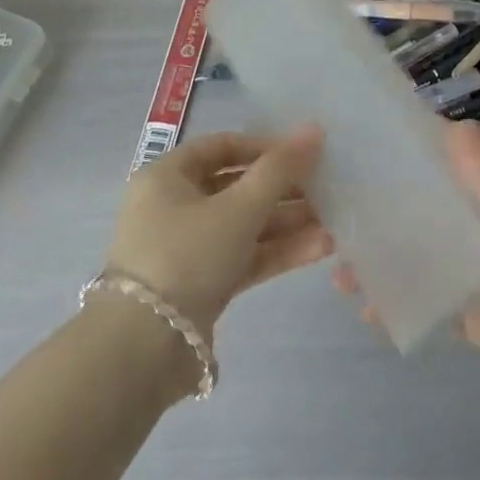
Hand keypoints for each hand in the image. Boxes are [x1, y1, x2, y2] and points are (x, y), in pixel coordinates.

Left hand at [106, 125, 331, 337]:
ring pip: (244, 225)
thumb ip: (279, 170)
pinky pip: (243, 257)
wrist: (145, 350)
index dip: (263, 146)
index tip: (302, 153)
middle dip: (282, 189)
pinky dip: (277, 252)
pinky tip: (320, 248)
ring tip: (333, 221)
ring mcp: (188, 249)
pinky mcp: (202, 286)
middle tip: (325, 188)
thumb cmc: (187, 255)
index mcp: (167, 177)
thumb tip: (313, 130)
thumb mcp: (238, 208)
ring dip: (286, 223)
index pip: (221, 147)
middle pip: (236, 187)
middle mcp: (173, 207)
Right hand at [335, 123, 479, 432]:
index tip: (373, 142)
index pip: (463, 162)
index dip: (423, 150)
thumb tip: (454, 127)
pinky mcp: (479, 321)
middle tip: (338, 207)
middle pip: (437, 208)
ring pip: (427, 256)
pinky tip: (366, 308)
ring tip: (339, 265)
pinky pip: (432, 303)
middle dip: (392, 207)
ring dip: (388, 256)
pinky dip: (401, 302)